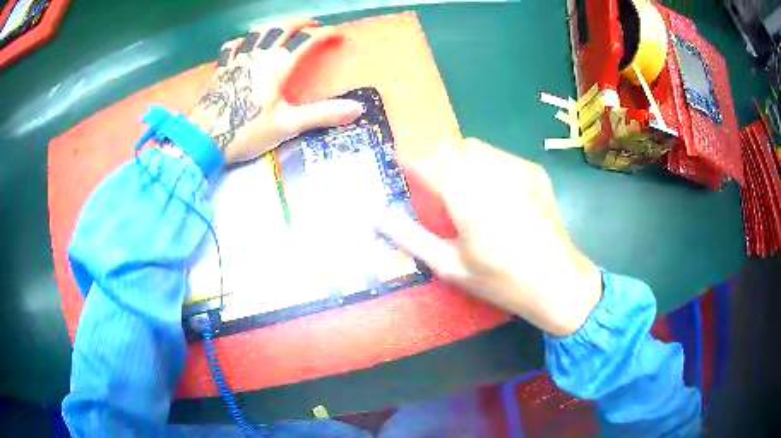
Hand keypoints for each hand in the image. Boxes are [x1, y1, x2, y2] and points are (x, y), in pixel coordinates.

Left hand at [188, 18, 363, 163]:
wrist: (204, 139)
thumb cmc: (246, 131)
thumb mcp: (287, 125)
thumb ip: (322, 114)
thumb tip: (357, 109)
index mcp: (278, 65)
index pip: (307, 40)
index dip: (325, 35)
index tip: (338, 35)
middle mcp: (259, 55)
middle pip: (282, 28)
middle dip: (300, 23)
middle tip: (312, 25)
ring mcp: (238, 59)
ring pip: (258, 32)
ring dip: (274, 26)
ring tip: (283, 29)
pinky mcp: (223, 68)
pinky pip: (233, 46)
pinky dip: (243, 40)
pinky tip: (245, 43)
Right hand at [377, 138, 601, 336]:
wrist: (558, 282)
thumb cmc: (501, 281)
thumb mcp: (450, 266)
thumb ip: (410, 237)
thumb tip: (374, 217)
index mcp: (465, 195)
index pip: (425, 161)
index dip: (408, 164)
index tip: (401, 173)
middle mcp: (490, 172)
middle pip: (449, 147)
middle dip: (436, 163)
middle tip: (437, 194)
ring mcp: (517, 168)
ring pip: (475, 147)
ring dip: (461, 162)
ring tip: (467, 194)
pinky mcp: (534, 171)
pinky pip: (500, 156)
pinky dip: (488, 166)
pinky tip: (497, 196)